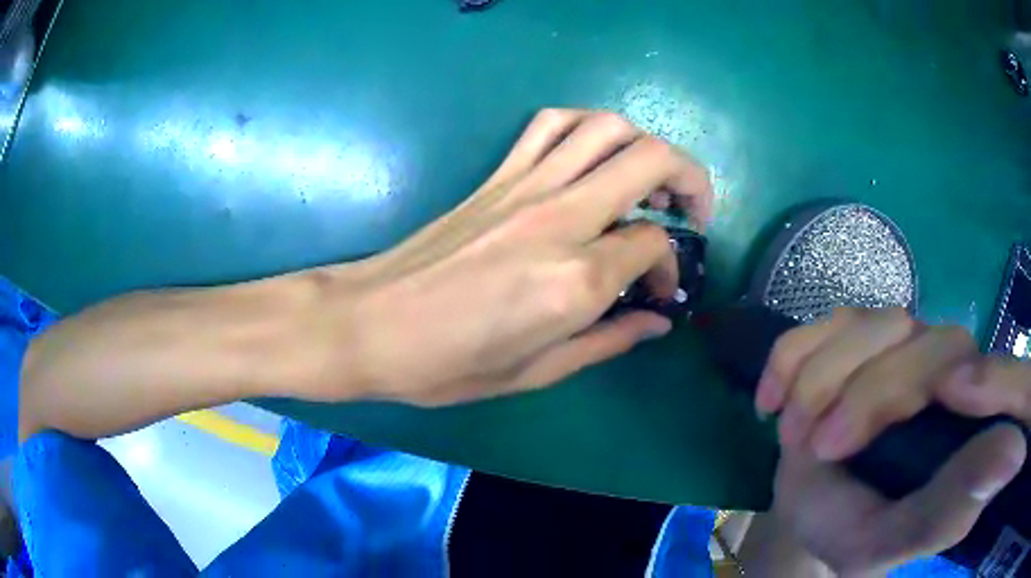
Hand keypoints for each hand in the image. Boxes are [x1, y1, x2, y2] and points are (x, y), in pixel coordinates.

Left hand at [307, 109, 712, 405]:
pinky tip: (592, 155)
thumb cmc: (449, 364)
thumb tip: (659, 321)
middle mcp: (560, 218)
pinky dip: (586, 126)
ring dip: (645, 143)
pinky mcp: (497, 175)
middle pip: (651, 159)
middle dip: (690, 179)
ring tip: (651, 178)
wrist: (370, 324)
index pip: (654, 244)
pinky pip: (551, 123)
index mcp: (576, 280)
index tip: (657, 293)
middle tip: (692, 212)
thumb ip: (609, 341)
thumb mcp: (537, 372)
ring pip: (607, 127)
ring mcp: (525, 186)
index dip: (670, 267)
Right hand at [755, 308, 1027, 573]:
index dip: (994, 380)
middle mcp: (957, 370)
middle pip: (937, 346)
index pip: (1015, 381)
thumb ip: (955, 505)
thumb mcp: (896, 540)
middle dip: (871, 396)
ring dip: (823, 380)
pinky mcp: (865, 331)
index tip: (948, 396)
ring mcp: (910, 341)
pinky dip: (795, 355)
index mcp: (977, 425)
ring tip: (791, 435)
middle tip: (816, 450)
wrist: (813, 505)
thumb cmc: (856, 531)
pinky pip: (831, 318)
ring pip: (880, 323)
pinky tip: (772, 397)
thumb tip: (1017, 451)